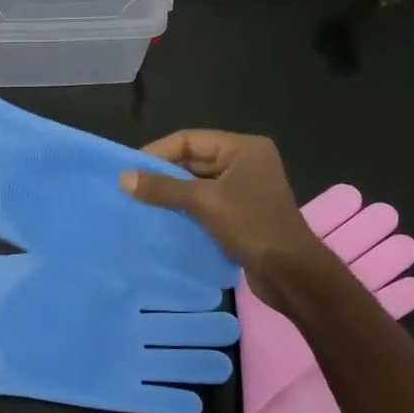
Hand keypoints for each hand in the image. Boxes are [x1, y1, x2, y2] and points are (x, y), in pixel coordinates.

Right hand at [120, 130, 331, 308]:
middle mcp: (245, 162)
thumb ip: (163, 188)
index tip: (129, 169)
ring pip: (198, 183)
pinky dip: (185, 208)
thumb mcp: (204, 203)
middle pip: (194, 160)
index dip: (158, 152)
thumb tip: (123, 178)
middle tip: (131, 187)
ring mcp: (245, 188)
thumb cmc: (252, 226)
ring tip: (140, 203)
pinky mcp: (241, 212)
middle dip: (163, 173)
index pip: (190, 139)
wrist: (290, 273)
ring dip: (172, 193)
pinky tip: (163, 218)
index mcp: (243, 148)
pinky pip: (205, 202)